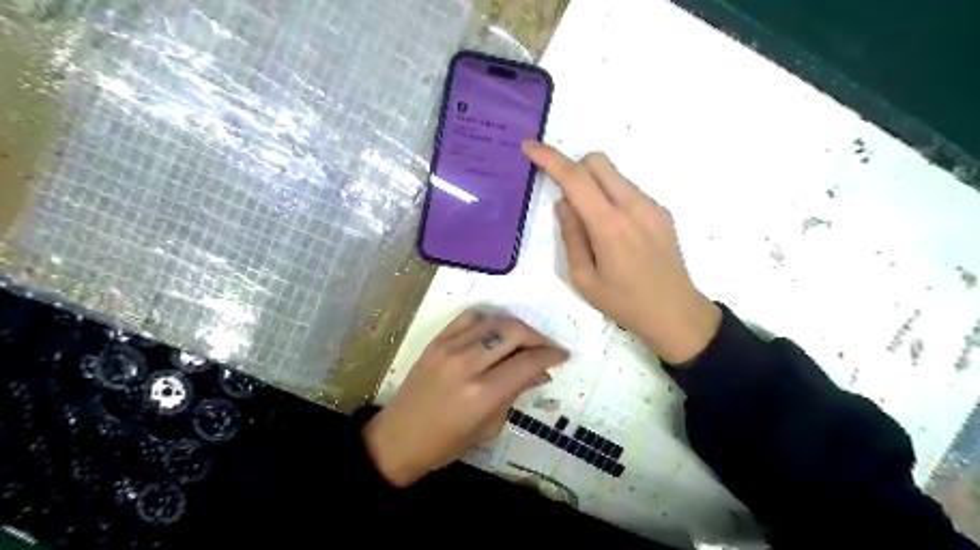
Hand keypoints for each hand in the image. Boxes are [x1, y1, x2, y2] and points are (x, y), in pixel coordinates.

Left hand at [364, 308, 566, 485]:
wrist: (399, 438)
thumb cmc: (447, 444)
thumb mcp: (489, 427)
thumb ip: (515, 394)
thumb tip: (541, 373)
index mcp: (483, 394)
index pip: (527, 362)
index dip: (550, 355)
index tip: (562, 355)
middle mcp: (468, 364)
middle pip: (513, 333)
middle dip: (536, 337)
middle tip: (544, 348)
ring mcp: (449, 348)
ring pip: (494, 321)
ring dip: (515, 327)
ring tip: (522, 339)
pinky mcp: (436, 341)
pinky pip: (469, 317)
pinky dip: (488, 319)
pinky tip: (494, 331)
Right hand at [520, 140, 718, 364]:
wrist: (675, 313)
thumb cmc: (623, 302)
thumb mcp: (583, 278)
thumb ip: (571, 236)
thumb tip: (564, 204)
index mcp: (609, 226)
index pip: (575, 178)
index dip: (549, 158)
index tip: (530, 146)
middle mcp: (633, 206)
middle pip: (598, 161)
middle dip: (574, 169)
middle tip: (568, 201)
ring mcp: (651, 206)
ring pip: (614, 174)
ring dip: (594, 185)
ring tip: (594, 225)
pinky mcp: (661, 212)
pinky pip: (628, 190)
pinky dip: (612, 197)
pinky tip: (615, 232)